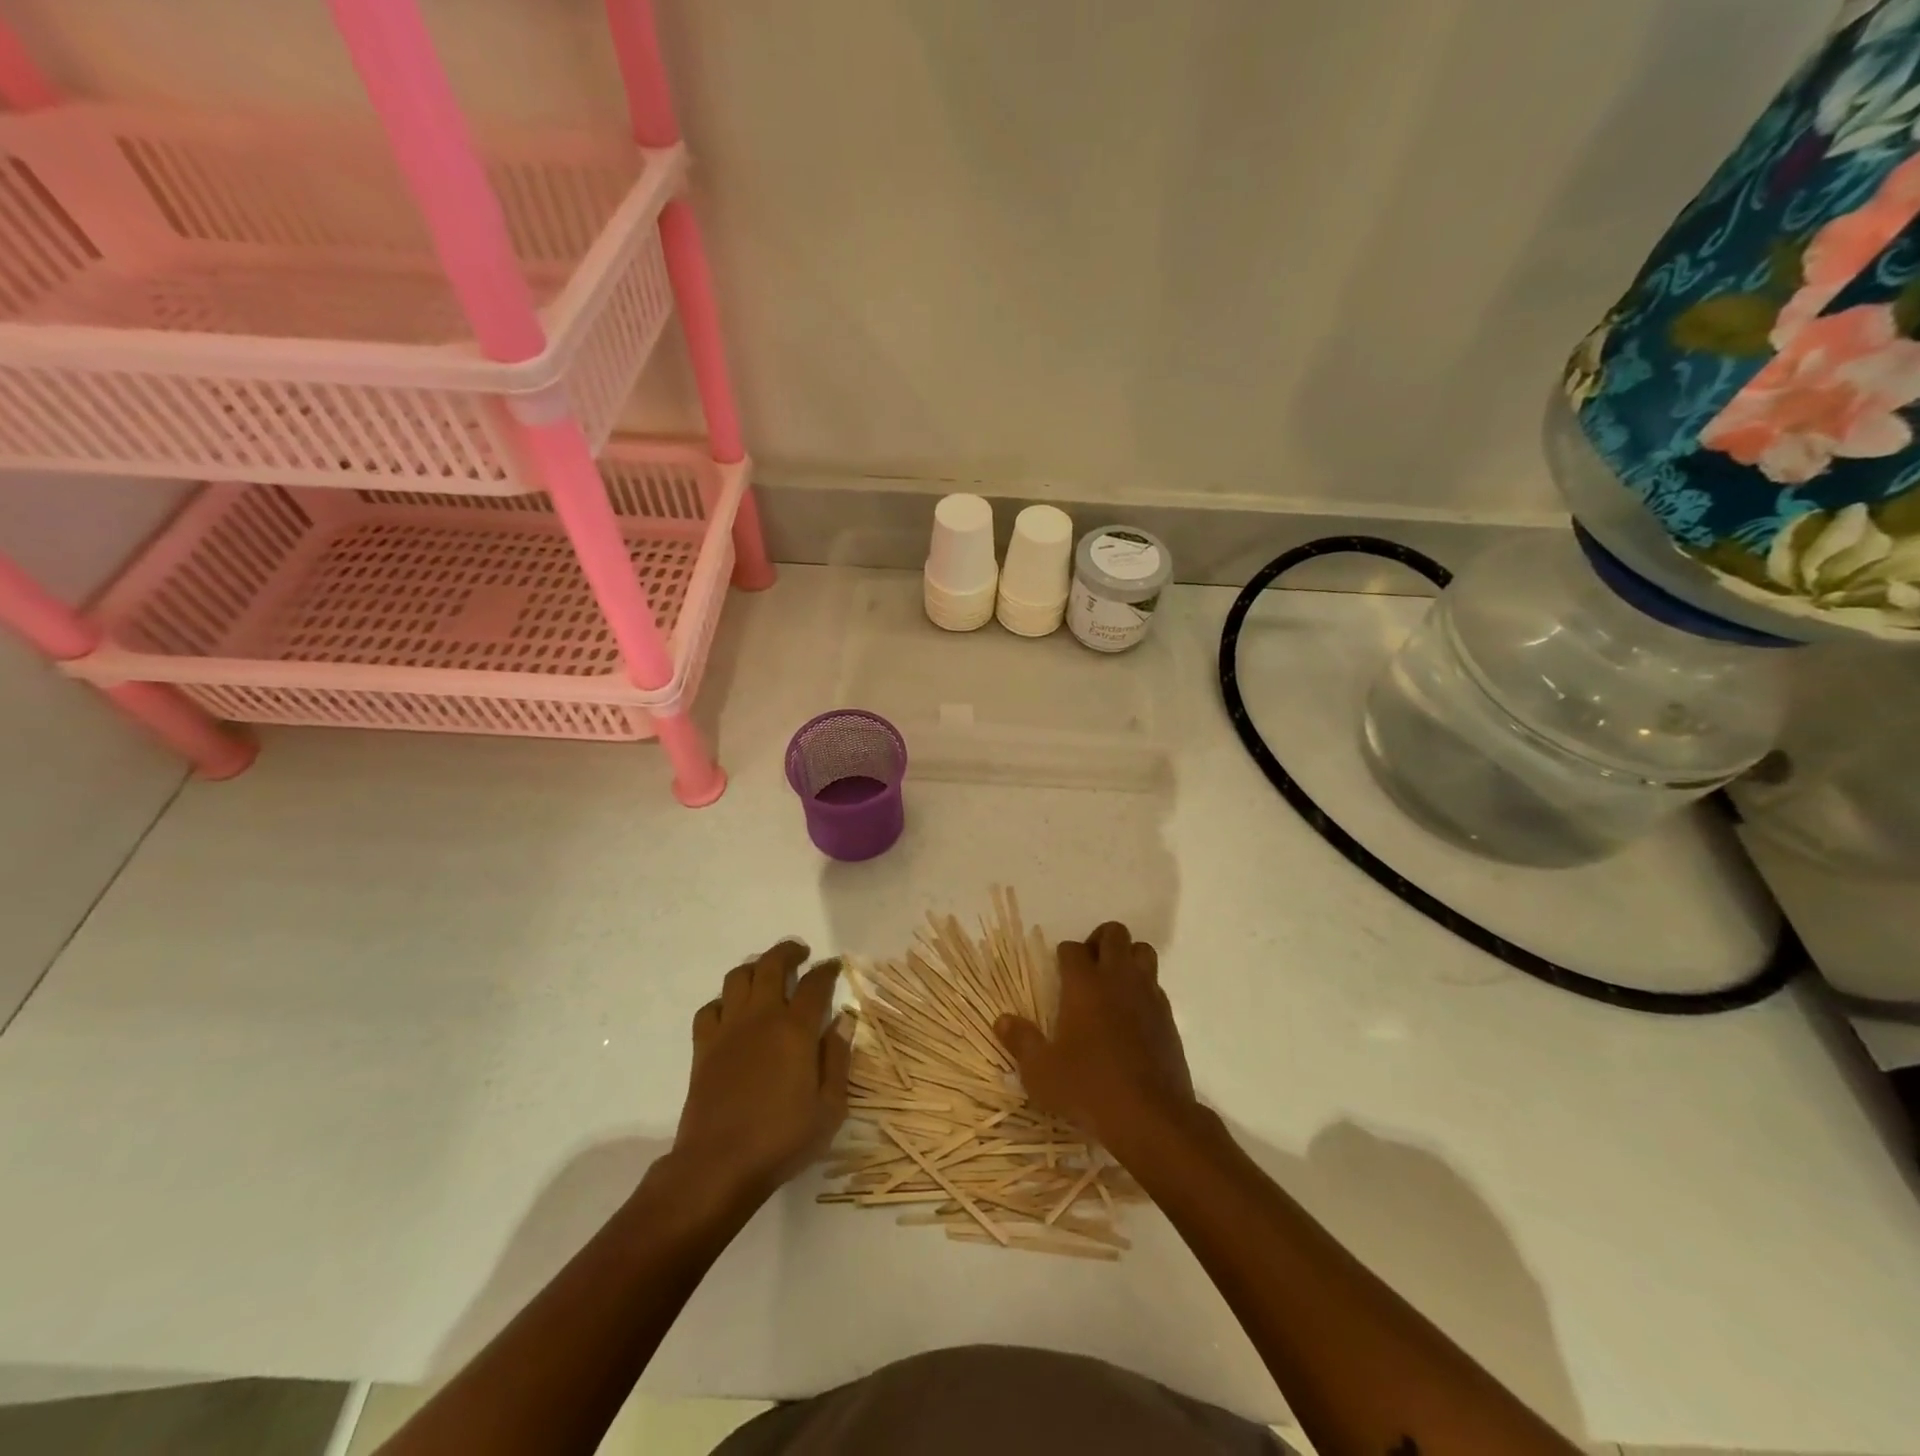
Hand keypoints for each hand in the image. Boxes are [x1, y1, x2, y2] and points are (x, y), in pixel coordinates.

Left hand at [670, 940, 849, 1207]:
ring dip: (755, 968)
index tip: (834, 967)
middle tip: (801, 954)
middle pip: (772, 965)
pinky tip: (732, 1011)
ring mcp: (728, 1029)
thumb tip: (844, 1020)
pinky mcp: (703, 1047)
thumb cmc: (782, 1139)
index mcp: (796, 1029)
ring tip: (767, 974)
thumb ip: (838, 1059)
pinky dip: (723, 1001)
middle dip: (789, 952)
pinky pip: (709, 1008)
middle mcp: (761, 1017)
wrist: (718, 1165)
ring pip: (738, 978)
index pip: (815, 983)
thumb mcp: (829, 1108)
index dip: (827, 970)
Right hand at [994, 921, 1196, 1155]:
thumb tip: (1002, 1020)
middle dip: (1099, 940)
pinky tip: (1131, 1016)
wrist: (1150, 1117)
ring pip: (1143, 951)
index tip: (1058, 972)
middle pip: (1114, 934)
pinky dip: (1143, 989)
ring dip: (1127, 958)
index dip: (1063, 955)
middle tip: (1087, 967)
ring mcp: (1148, 995)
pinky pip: (1156, 985)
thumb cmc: (1088, 1088)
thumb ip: (1021, 1041)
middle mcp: (1118, 979)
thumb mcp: (1041, 1072)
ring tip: (1112, 983)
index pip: (1072, 948)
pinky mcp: (1168, 1017)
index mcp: (1084, 984)